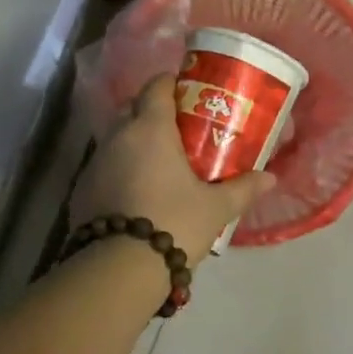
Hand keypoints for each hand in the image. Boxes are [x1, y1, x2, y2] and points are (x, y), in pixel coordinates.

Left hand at [71, 74, 275, 266]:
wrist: (120, 268)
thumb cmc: (174, 223)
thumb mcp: (216, 208)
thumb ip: (243, 188)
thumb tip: (270, 178)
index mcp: (150, 128)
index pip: (156, 86)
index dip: (171, 84)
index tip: (188, 94)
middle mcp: (119, 136)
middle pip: (133, 109)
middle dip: (153, 113)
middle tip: (180, 131)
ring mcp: (95, 162)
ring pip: (117, 139)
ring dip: (135, 143)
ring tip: (160, 164)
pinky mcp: (82, 188)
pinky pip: (105, 166)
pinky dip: (120, 170)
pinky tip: (137, 192)